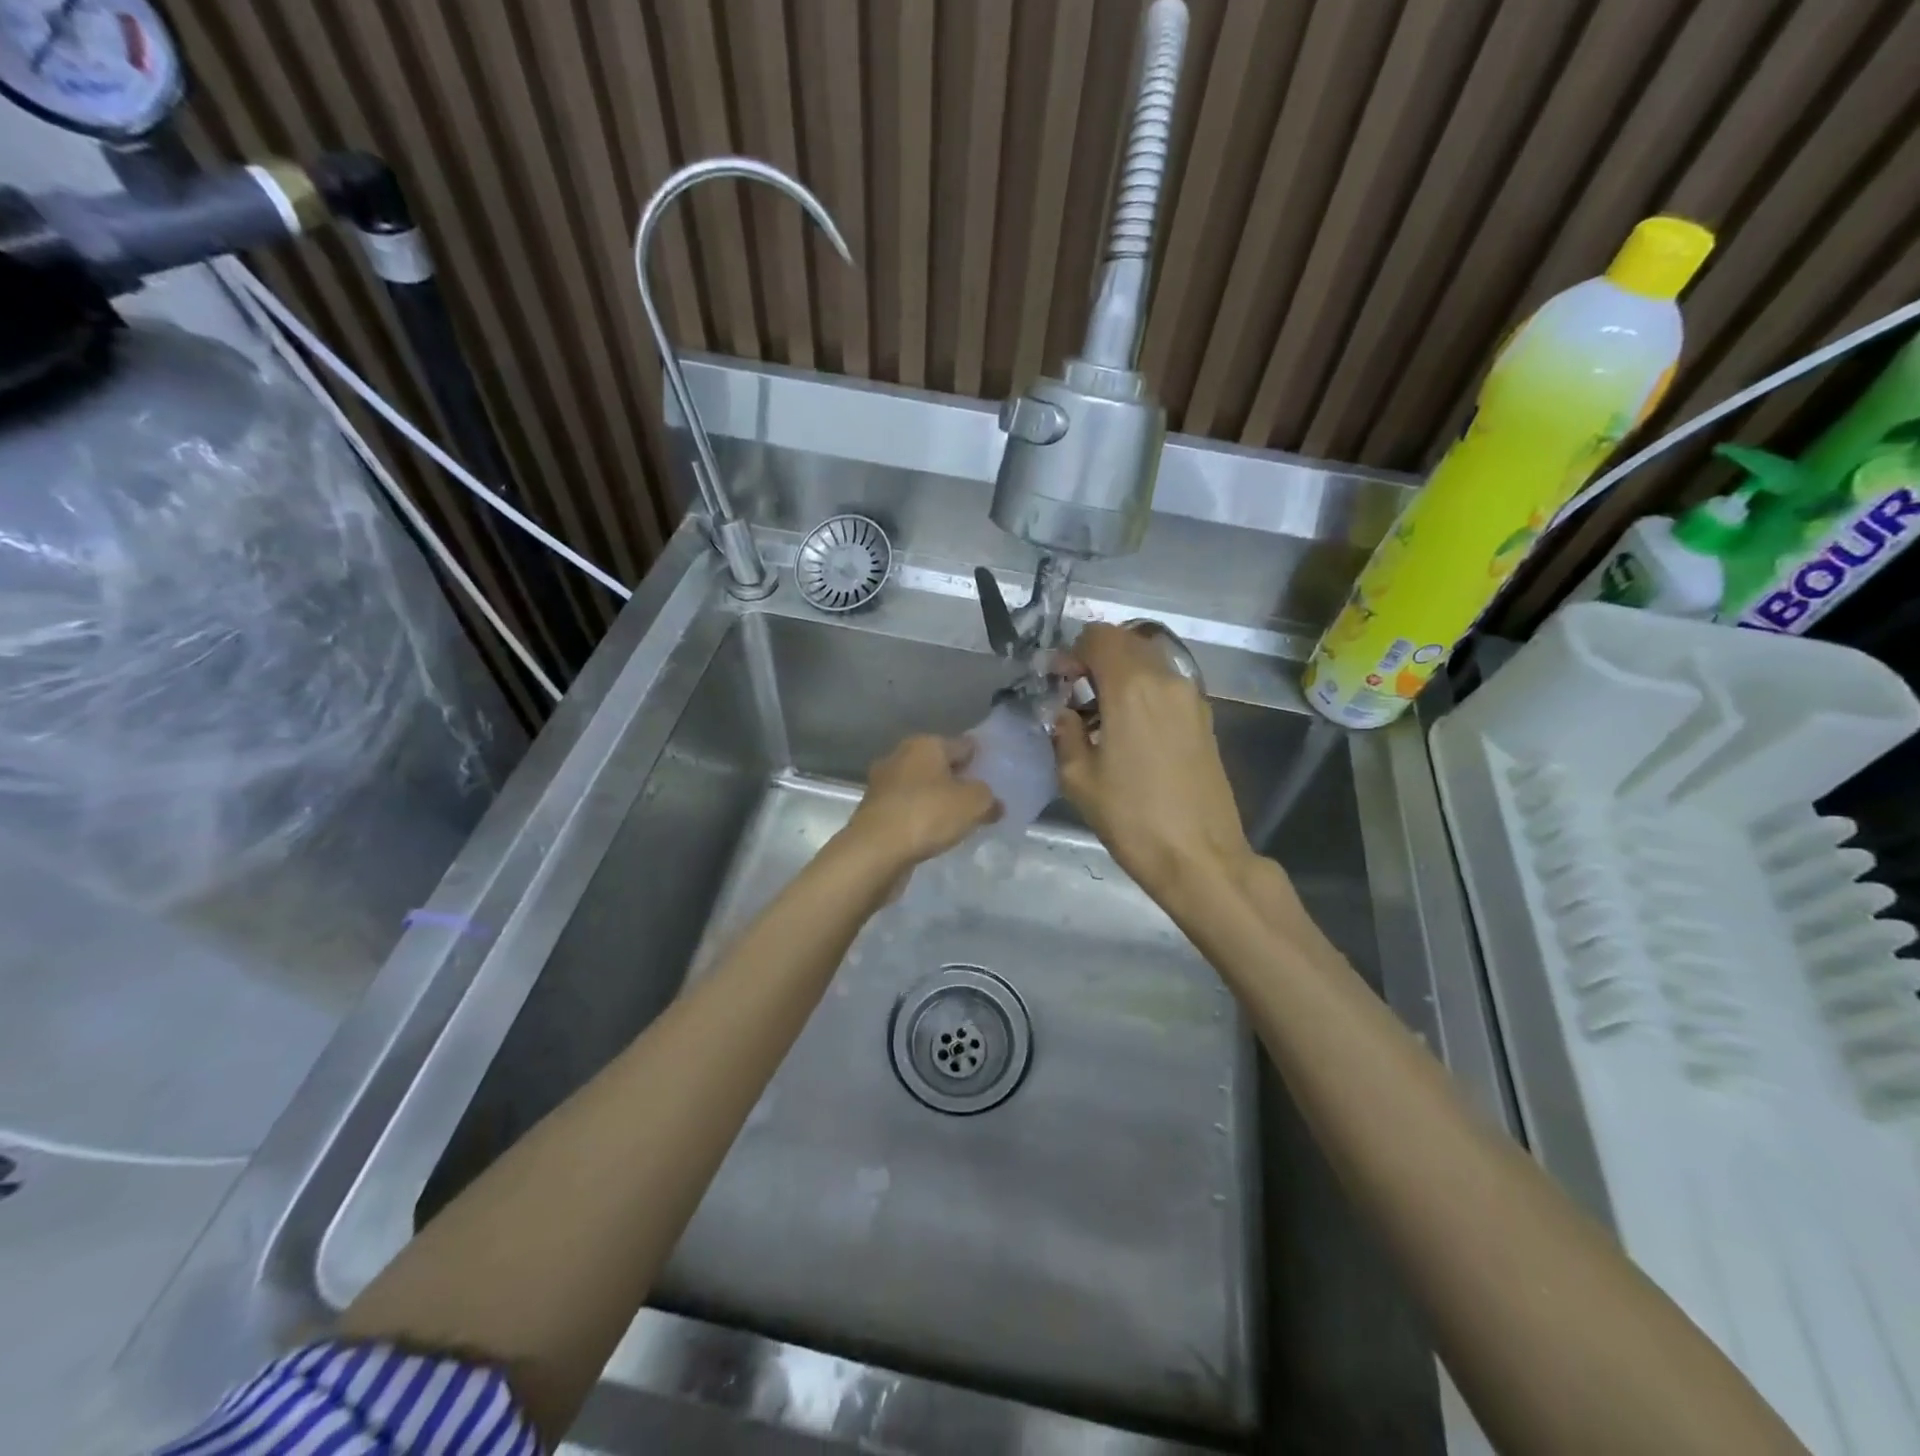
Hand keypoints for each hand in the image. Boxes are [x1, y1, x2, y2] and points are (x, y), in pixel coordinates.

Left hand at [842, 734, 1000, 871]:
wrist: (875, 851)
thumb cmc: (927, 814)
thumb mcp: (974, 803)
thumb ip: (988, 798)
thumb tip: (993, 804)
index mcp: (924, 744)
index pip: (963, 745)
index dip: (982, 760)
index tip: (996, 779)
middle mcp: (900, 756)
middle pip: (940, 765)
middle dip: (958, 780)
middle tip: (979, 802)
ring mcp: (883, 784)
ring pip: (921, 788)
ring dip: (937, 801)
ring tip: (959, 821)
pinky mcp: (874, 811)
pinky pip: (907, 809)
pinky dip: (920, 818)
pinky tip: (933, 834)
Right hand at [1053, 623, 1254, 897]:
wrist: (1199, 856)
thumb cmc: (1132, 817)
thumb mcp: (1079, 778)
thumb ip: (1065, 732)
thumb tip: (1064, 713)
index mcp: (1132, 687)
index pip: (1099, 637)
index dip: (1073, 653)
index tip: (1059, 683)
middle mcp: (1166, 680)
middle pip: (1127, 643)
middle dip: (1096, 659)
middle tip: (1077, 696)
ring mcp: (1192, 698)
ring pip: (1150, 662)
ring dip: (1122, 675)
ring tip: (1103, 716)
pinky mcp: (1204, 720)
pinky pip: (1167, 687)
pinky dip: (1144, 692)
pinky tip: (1131, 731)